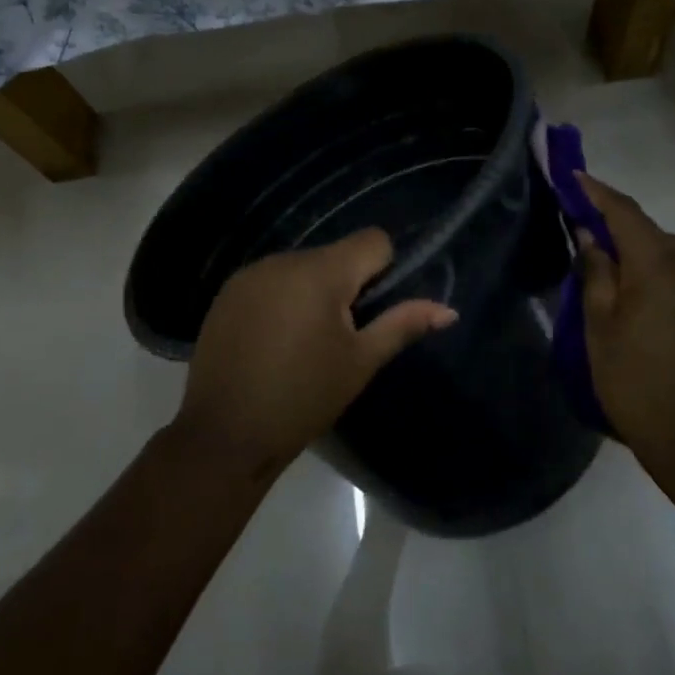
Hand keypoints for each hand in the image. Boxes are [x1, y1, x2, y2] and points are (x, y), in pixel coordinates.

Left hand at [177, 228, 457, 480]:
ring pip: (301, 268)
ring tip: (303, 344)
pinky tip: (272, 342)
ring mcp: (249, 274)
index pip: (372, 240)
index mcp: (320, 272)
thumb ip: (403, 325)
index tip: (372, 312)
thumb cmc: (304, 398)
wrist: (225, 434)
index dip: (384, 270)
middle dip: (346, 286)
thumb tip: (448, 309)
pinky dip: (282, 300)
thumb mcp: (360, 362)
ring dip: (312, 292)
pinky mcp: (227, 292)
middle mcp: (283, 259)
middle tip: (339, 338)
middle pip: (335, 255)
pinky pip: (270, 281)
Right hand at [575, 174, 674, 486]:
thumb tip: (591, 236)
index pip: (624, 213)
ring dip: (630, 237)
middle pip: (646, 226)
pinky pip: (670, 268)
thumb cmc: (634, 378)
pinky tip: (624, 278)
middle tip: (576, 213)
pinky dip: (645, 259)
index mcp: (656, 266)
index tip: (571, 174)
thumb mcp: (599, 324)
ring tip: (597, 246)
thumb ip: (596, 272)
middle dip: (611, 213)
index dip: (596, 191)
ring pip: (661, 247)